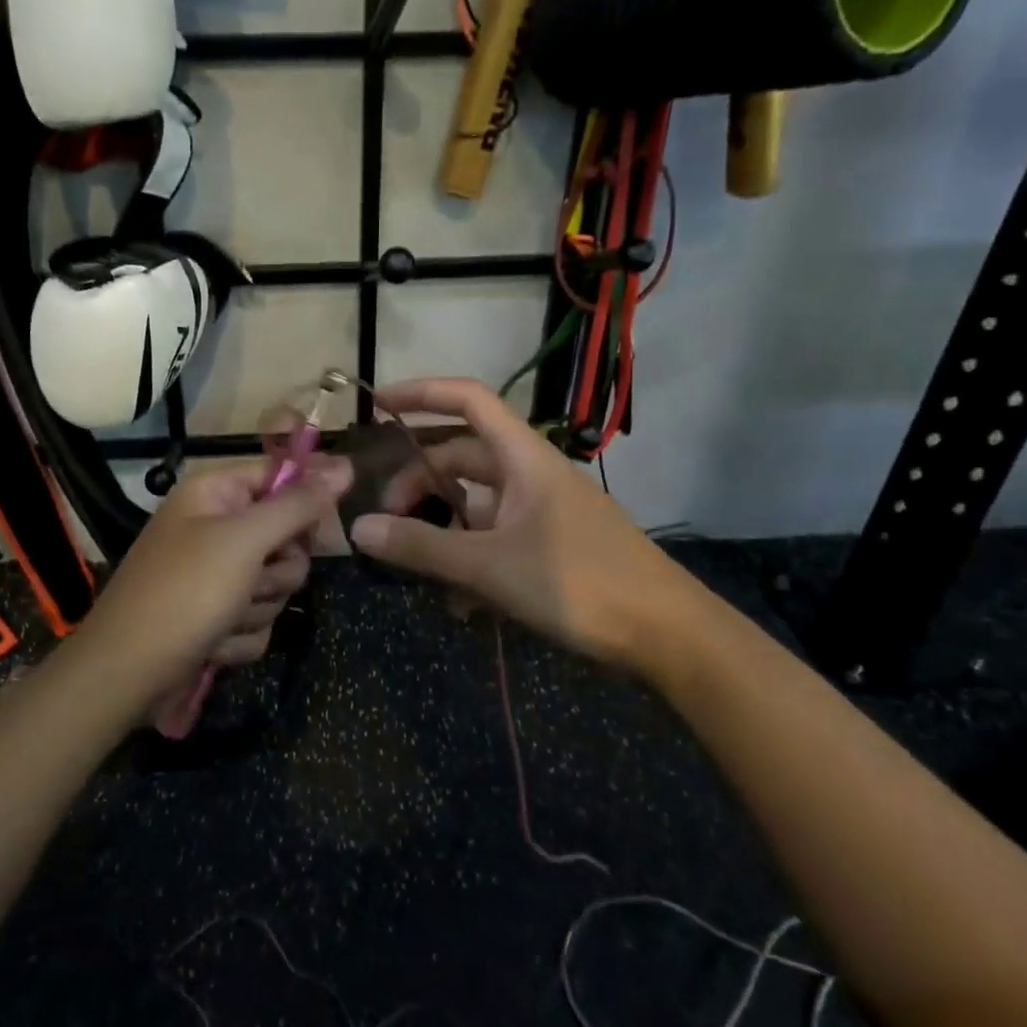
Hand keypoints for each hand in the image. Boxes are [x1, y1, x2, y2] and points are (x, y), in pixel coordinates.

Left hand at [74, 456, 351, 719]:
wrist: (125, 675)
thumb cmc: (184, 594)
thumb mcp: (244, 542)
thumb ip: (297, 505)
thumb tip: (344, 465)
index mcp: (215, 494)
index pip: (279, 475)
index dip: (306, 498)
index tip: (326, 527)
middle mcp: (216, 526)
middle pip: (286, 535)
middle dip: (277, 569)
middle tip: (254, 580)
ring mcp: (217, 574)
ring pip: (276, 582)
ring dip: (258, 607)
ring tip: (224, 619)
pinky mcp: (218, 614)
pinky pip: (259, 617)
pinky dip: (242, 635)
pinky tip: (214, 644)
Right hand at [347, 378, 696, 678]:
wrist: (668, 634)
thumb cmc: (579, 583)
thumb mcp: (490, 566)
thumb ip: (422, 547)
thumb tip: (358, 529)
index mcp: (523, 458)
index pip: (469, 400)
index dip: (422, 392)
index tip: (378, 405)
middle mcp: (531, 475)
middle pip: (461, 458)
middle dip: (418, 484)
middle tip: (385, 522)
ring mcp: (542, 511)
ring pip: (475, 505)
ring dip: (443, 532)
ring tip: (420, 573)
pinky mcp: (551, 544)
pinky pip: (495, 538)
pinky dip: (471, 559)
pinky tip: (464, 604)